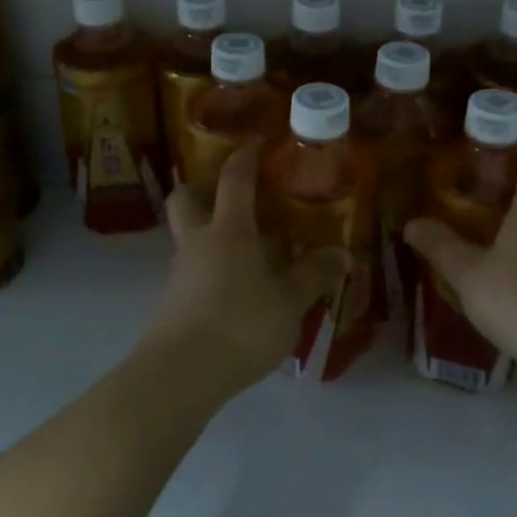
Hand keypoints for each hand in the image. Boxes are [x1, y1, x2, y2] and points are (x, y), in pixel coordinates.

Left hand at [148, 144, 349, 399]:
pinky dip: (211, 269)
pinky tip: (236, 291)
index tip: (257, 141)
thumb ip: (315, 275)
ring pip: (188, 236)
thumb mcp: (290, 302)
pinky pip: (192, 270)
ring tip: (248, 252)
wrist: (180, 374)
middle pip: (186, 198)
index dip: (246, 156)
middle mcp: (198, 242)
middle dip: (203, 187)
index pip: (234, 180)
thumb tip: (344, 254)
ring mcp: (180, 272)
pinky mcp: (172, 302)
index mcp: (228, 230)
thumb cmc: (240, 324)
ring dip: (211, 233)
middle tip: (230, 193)